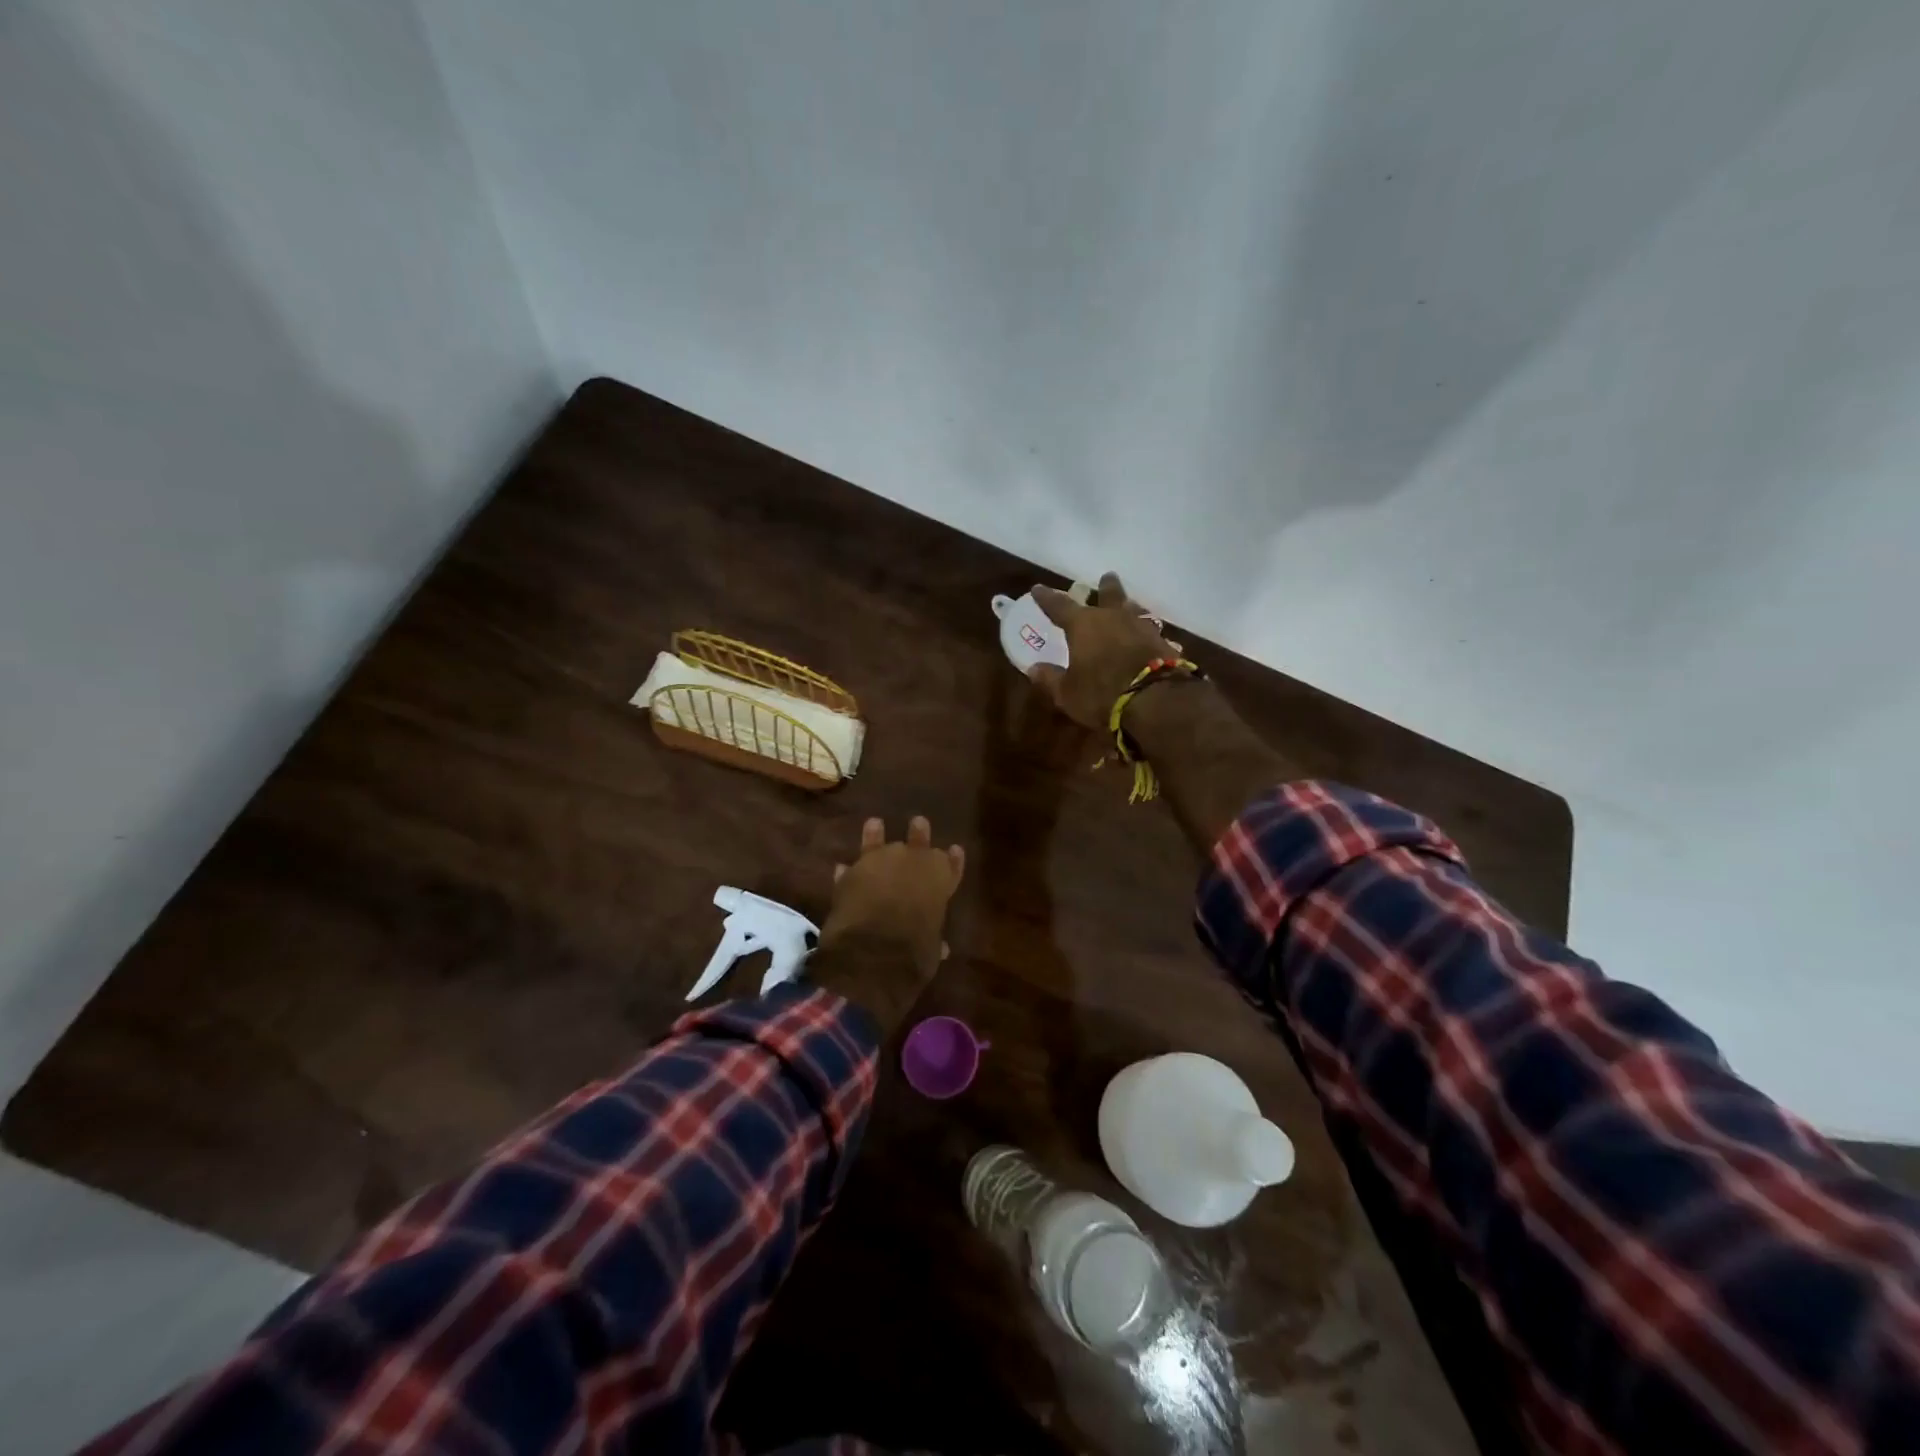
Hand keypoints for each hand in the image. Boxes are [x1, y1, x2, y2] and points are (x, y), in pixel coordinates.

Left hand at [812, 816, 964, 1032]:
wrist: (873, 952)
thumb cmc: (914, 953)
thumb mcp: (932, 950)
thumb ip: (934, 940)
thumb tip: (943, 948)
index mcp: (940, 880)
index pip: (951, 865)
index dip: (953, 860)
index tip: (955, 849)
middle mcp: (913, 863)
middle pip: (919, 841)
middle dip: (919, 834)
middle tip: (918, 822)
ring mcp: (881, 862)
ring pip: (879, 842)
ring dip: (876, 835)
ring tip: (874, 823)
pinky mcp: (852, 872)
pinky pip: (851, 868)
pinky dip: (848, 871)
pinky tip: (842, 867)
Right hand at [1028, 572, 1178, 729]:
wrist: (1155, 701)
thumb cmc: (1101, 694)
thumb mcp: (1067, 693)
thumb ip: (1050, 679)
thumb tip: (1034, 669)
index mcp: (1083, 625)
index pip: (1060, 605)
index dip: (1047, 597)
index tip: (1038, 588)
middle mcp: (1113, 617)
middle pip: (1110, 594)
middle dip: (1105, 587)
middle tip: (1106, 579)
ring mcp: (1142, 627)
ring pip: (1134, 609)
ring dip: (1128, 607)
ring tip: (1128, 606)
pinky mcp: (1163, 642)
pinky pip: (1151, 631)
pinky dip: (1145, 632)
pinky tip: (1147, 637)